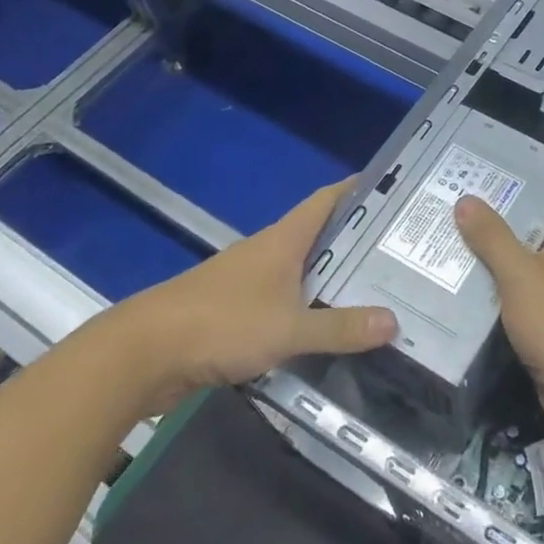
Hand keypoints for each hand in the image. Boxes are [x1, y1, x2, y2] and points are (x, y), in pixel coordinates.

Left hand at [102, 180, 397, 410]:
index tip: (392, 189)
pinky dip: (308, 308)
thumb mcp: (288, 328)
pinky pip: (284, 302)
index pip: (326, 201)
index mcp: (282, 240)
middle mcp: (267, 253)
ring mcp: (248, 282)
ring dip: (332, 277)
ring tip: (374, 290)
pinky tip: (326, 329)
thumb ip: (339, 328)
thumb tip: (393, 322)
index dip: (357, 190)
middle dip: (356, 240)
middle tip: (399, 251)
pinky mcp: (234, 312)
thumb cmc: (220, 324)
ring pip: (301, 271)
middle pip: (319, 235)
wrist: (143, 354)